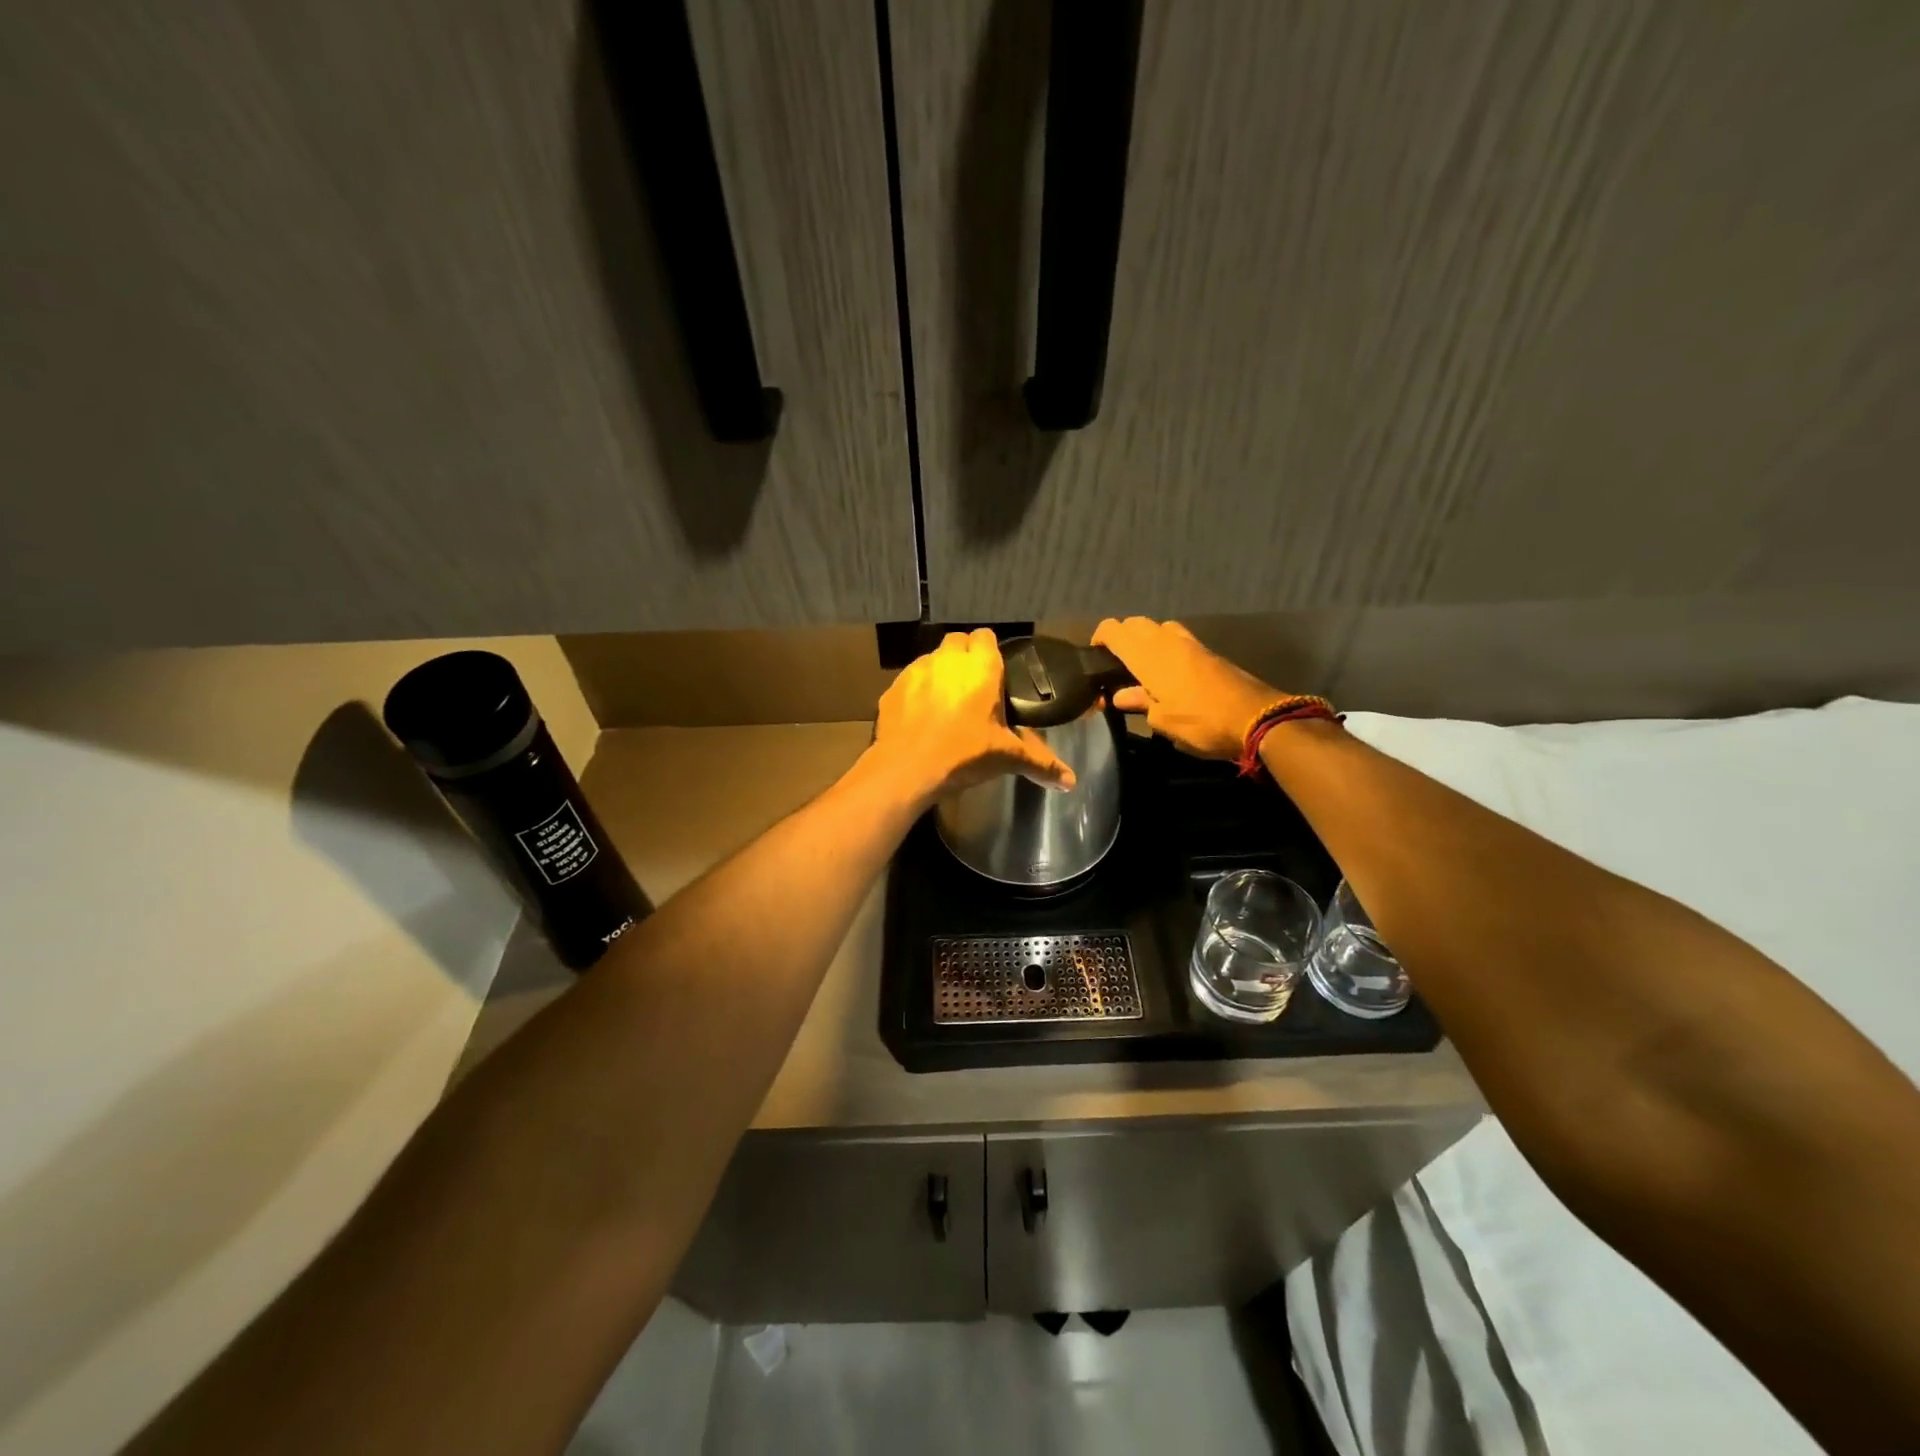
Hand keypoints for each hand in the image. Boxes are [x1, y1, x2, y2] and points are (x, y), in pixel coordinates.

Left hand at [866, 629, 1075, 807]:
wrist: (905, 770)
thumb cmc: (963, 756)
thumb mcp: (1006, 758)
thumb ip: (1041, 763)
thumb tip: (1071, 782)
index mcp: (981, 668)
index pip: (986, 636)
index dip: (991, 651)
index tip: (996, 673)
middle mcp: (948, 660)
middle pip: (958, 641)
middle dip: (966, 657)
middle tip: (974, 687)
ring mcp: (916, 671)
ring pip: (932, 658)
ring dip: (941, 671)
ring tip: (947, 701)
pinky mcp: (893, 688)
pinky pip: (910, 679)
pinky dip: (918, 690)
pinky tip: (922, 715)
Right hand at [1092, 617, 1281, 760]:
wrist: (1257, 718)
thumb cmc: (1201, 722)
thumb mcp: (1163, 721)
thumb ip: (1140, 703)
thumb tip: (1120, 695)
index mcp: (1148, 656)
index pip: (1114, 630)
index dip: (1100, 638)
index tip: (1094, 656)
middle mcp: (1167, 641)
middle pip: (1136, 623)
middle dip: (1122, 637)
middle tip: (1116, 664)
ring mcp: (1190, 643)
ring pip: (1158, 627)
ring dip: (1146, 639)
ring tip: (1142, 667)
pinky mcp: (1208, 652)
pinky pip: (1177, 638)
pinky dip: (1165, 646)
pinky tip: (1167, 672)